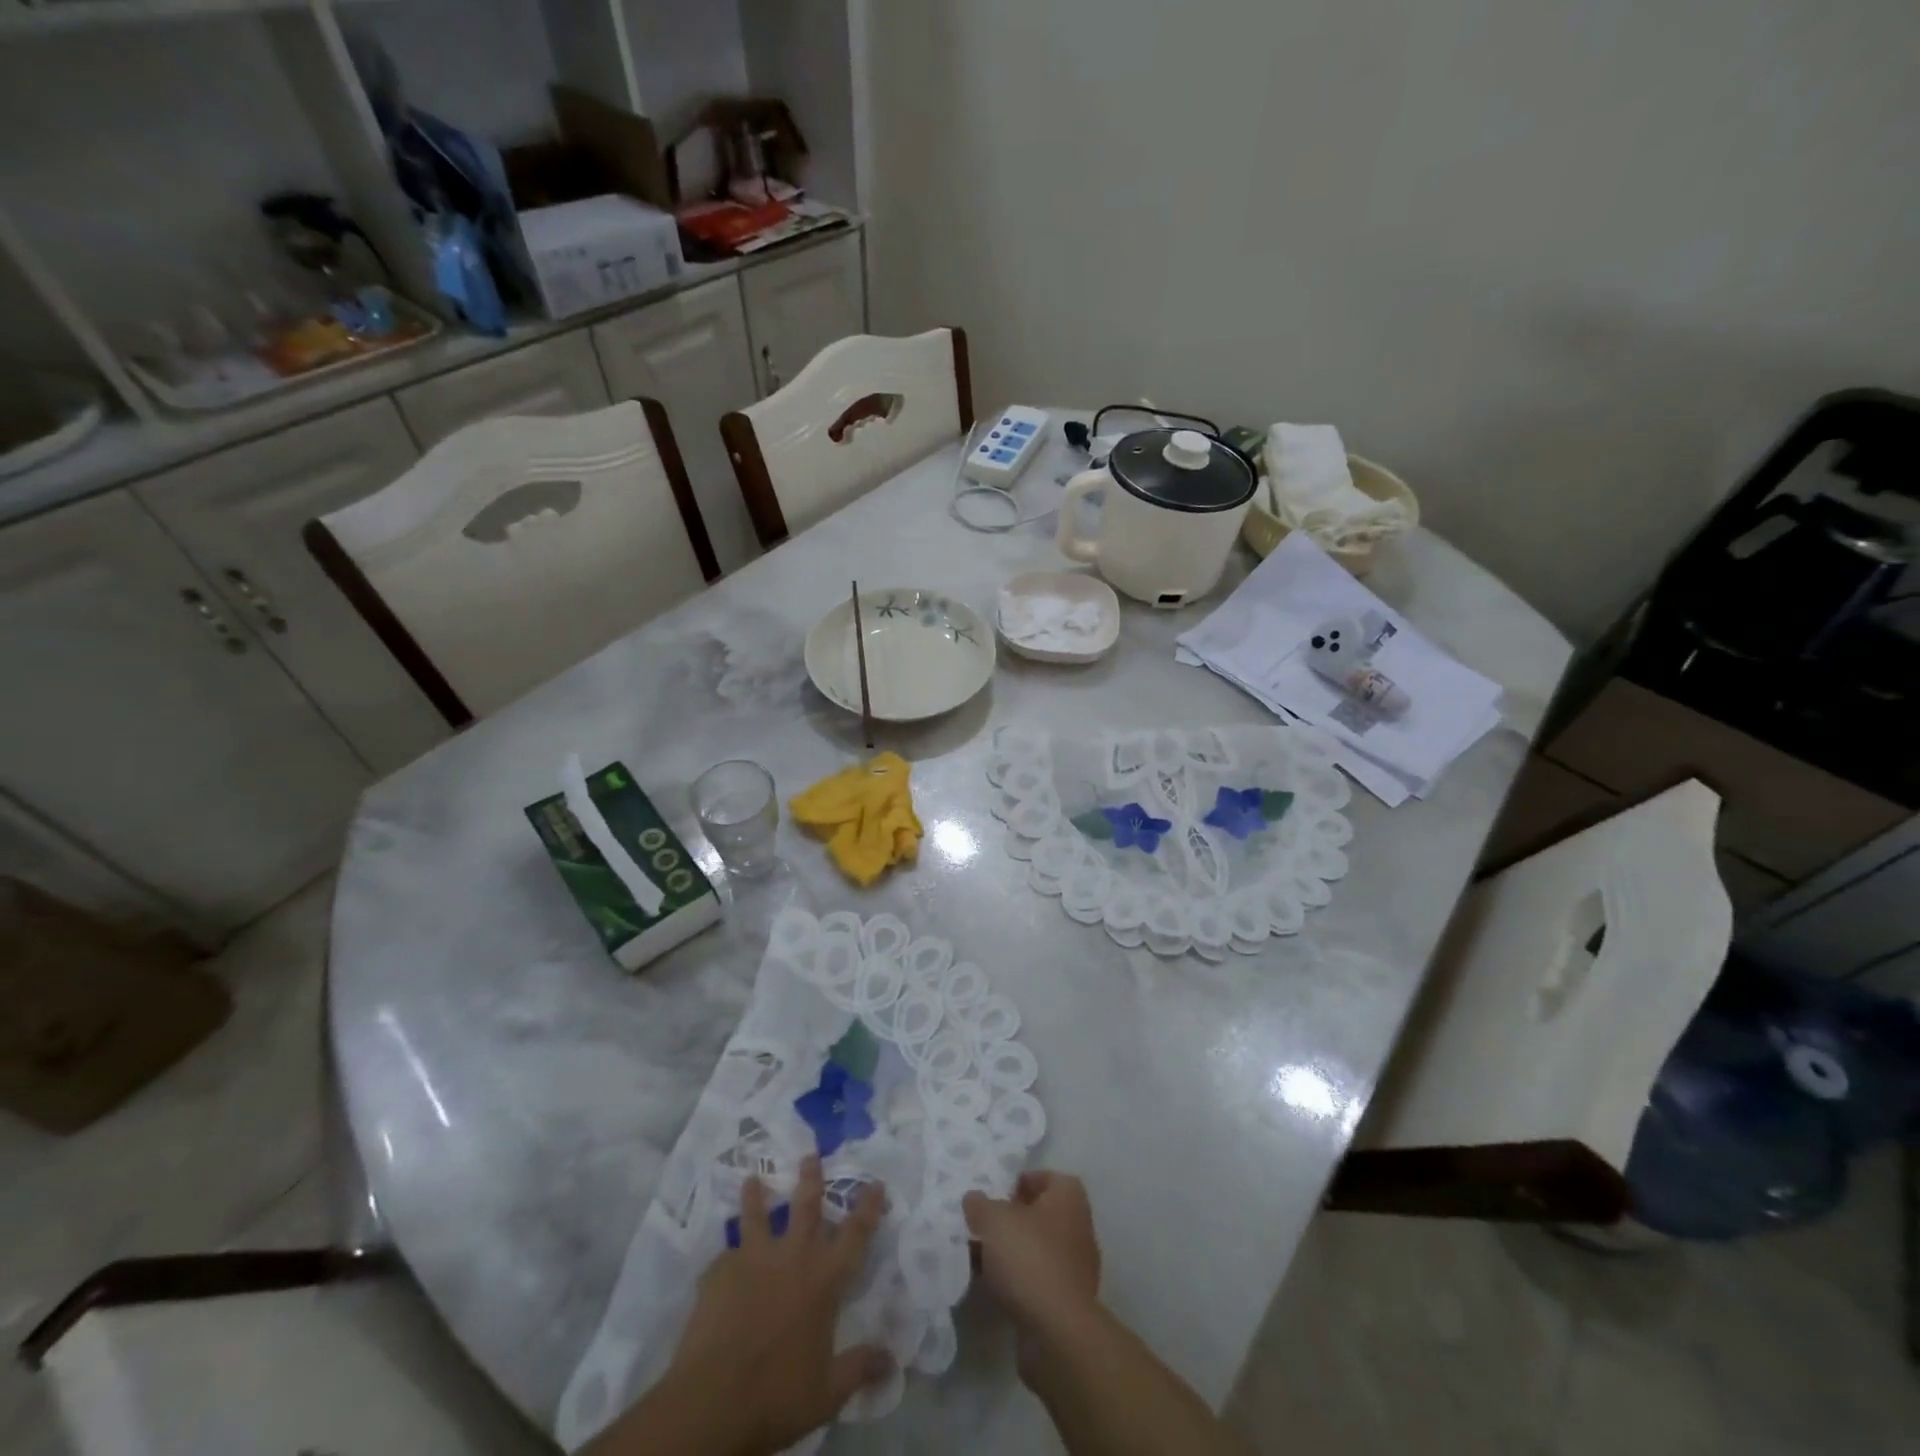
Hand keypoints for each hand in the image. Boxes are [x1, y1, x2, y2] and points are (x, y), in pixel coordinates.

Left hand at [654, 1157, 890, 1455]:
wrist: (712, 1401)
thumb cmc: (777, 1394)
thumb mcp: (828, 1392)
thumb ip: (860, 1368)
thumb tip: (892, 1361)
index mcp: (823, 1280)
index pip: (855, 1234)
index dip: (868, 1207)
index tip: (876, 1182)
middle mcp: (792, 1257)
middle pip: (805, 1206)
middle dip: (811, 1177)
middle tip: (810, 1153)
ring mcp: (753, 1260)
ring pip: (757, 1216)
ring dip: (757, 1196)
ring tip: (753, 1178)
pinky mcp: (719, 1272)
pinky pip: (726, 1256)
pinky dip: (728, 1256)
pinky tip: (721, 1262)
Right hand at [962, 1171, 1101, 1348]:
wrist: (1056, 1333)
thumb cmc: (1028, 1258)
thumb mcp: (993, 1219)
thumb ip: (980, 1204)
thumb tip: (974, 1200)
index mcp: (1069, 1198)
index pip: (1046, 1177)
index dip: (1020, 1182)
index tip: (995, 1195)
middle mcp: (1078, 1227)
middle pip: (1040, 1214)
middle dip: (1011, 1219)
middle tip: (982, 1225)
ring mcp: (1075, 1267)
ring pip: (1036, 1249)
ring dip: (1011, 1252)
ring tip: (979, 1258)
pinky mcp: (1067, 1302)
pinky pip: (1037, 1279)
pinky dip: (1018, 1281)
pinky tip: (993, 1287)